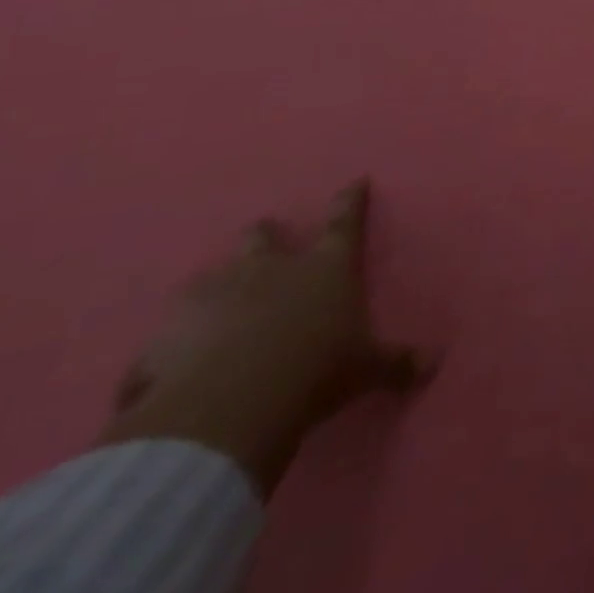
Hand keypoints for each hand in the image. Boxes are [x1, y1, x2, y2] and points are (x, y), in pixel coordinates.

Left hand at [99, 180, 435, 497]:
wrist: (227, 411)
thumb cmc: (316, 371)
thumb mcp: (366, 370)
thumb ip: (396, 363)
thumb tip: (434, 364)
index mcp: (325, 267)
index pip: (344, 222)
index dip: (350, 201)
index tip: (354, 181)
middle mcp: (269, 269)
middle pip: (262, 237)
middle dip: (264, 236)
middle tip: (264, 239)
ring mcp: (210, 298)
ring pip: (207, 280)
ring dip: (212, 292)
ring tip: (210, 312)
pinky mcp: (159, 339)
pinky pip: (160, 343)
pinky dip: (164, 353)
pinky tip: (162, 375)